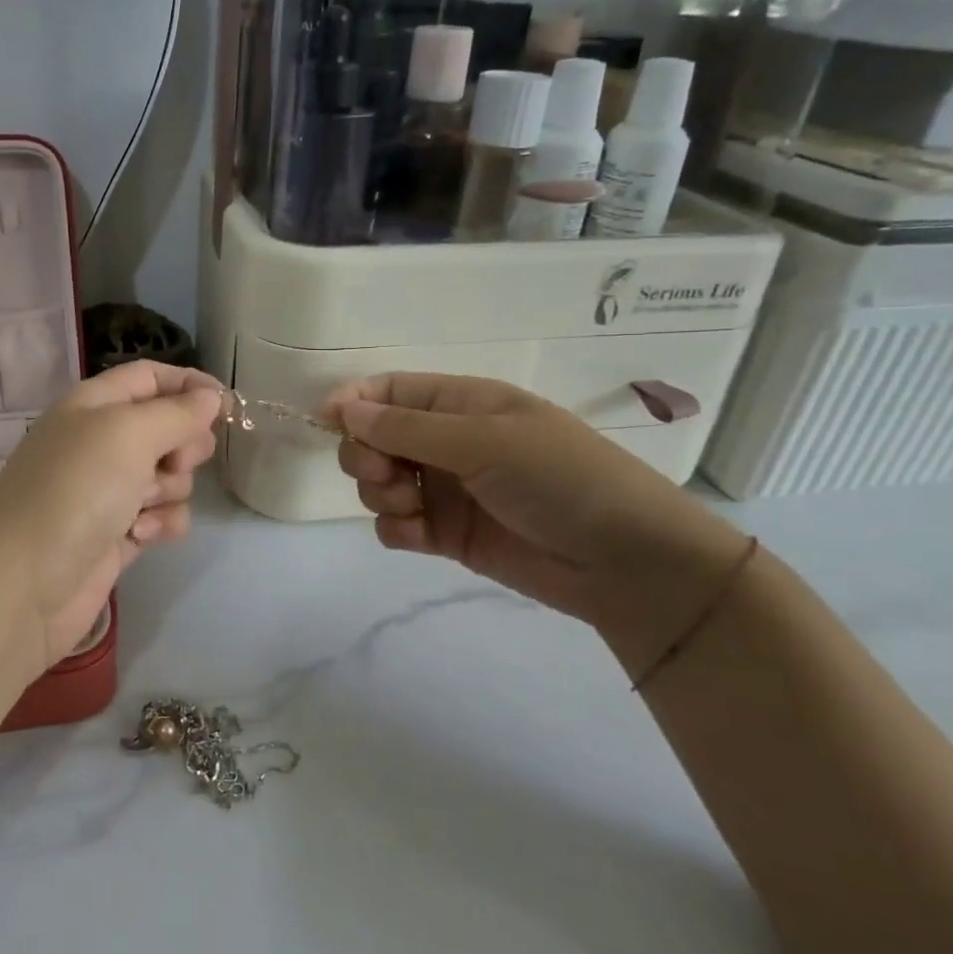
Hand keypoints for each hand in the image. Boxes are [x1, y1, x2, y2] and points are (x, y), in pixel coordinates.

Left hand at [0, 360, 223, 672]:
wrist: (24, 583)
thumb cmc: (76, 490)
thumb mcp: (129, 433)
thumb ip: (177, 411)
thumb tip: (211, 397)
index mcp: (94, 405)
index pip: (149, 377)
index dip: (189, 384)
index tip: (227, 405)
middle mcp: (100, 443)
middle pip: (166, 427)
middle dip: (185, 444)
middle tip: (177, 461)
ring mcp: (108, 492)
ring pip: (169, 476)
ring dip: (170, 489)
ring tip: (143, 506)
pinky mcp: (117, 535)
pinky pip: (160, 517)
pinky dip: (160, 524)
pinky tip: (141, 536)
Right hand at [323, 373, 749, 639]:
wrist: (625, 562)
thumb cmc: (559, 478)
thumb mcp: (484, 441)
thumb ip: (408, 427)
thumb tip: (344, 407)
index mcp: (462, 404)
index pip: (392, 391)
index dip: (355, 400)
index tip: (326, 421)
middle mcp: (448, 442)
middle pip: (375, 437)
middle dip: (366, 454)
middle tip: (385, 474)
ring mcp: (447, 489)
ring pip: (381, 483)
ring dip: (381, 495)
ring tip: (412, 510)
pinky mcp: (448, 534)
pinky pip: (397, 526)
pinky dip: (396, 529)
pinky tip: (416, 537)